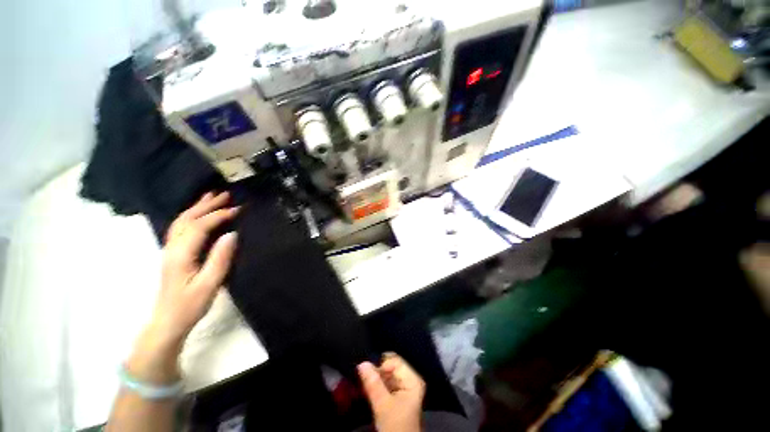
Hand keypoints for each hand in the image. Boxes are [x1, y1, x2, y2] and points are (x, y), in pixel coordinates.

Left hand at [128, 192, 238, 383]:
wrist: (168, 321)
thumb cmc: (190, 305)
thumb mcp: (210, 284)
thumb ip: (220, 259)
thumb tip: (232, 234)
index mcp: (181, 255)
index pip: (199, 227)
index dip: (218, 215)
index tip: (237, 209)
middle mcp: (171, 248)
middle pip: (187, 219)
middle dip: (206, 205)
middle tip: (225, 194)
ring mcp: (169, 250)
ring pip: (180, 221)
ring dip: (197, 207)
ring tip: (211, 196)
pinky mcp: (172, 254)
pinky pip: (180, 228)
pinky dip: (191, 215)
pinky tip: (198, 214)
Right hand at [358, 353, 425, 431]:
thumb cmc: (396, 425)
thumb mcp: (383, 405)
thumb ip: (373, 383)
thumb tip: (362, 363)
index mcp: (412, 379)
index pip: (395, 360)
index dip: (381, 365)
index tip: (368, 374)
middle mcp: (410, 380)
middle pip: (391, 367)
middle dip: (377, 372)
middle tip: (364, 380)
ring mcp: (404, 388)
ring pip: (386, 376)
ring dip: (375, 380)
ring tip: (365, 385)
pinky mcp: (397, 397)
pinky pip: (385, 384)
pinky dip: (376, 386)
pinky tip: (369, 391)